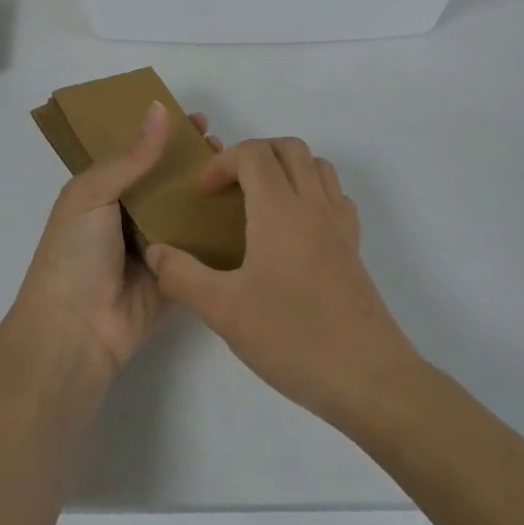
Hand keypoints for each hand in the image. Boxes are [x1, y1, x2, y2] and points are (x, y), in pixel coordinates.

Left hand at [13, 103, 220, 380]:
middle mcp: (130, 214)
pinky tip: (249, 209)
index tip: (198, 119)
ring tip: (240, 170)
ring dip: (210, 191)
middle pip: (167, 179)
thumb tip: (159, 108)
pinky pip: (201, 247)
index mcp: (103, 191)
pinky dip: (219, 230)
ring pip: (188, 210)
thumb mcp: (92, 194)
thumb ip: (131, 157)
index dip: (165, 134)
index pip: (139, 153)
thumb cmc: (74, 254)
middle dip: (193, 160)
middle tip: (224, 144)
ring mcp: (156, 245)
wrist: (76, 331)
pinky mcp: (178, 274)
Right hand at [143, 138, 419, 427]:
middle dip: (253, 154)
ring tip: (260, 202)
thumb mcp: (223, 310)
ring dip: (286, 168)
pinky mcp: (354, 248)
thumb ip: (182, 276)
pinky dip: (312, 192)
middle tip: (229, 188)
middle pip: (288, 148)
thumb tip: (155, 252)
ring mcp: (339, 224)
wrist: (368, 377)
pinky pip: (335, 196)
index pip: (253, 153)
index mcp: (280, 209)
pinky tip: (295, 229)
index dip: (222, 162)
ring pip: (317, 166)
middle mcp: (313, 204)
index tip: (204, 194)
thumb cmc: (293, 336)